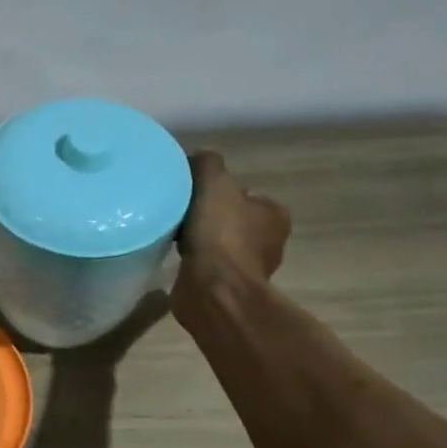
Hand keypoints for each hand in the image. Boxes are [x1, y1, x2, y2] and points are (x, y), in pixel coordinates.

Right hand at [172, 151, 291, 323]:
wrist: (213, 289)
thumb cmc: (221, 234)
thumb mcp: (214, 183)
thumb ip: (207, 163)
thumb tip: (197, 158)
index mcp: (274, 215)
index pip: (244, 194)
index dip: (217, 190)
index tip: (192, 193)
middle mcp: (268, 242)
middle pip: (230, 218)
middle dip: (206, 215)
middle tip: (179, 211)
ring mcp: (247, 268)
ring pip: (217, 242)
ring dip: (197, 239)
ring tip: (171, 233)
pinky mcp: (225, 287)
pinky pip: (205, 265)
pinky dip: (192, 260)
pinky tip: (174, 255)